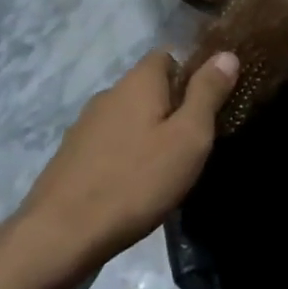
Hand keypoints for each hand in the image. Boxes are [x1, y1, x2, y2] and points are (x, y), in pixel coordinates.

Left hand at [18, 49, 237, 275]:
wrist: (60, 234)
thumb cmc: (136, 181)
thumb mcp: (188, 138)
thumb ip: (208, 94)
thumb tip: (226, 54)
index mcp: (138, 82)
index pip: (168, 56)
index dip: (192, 74)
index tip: (208, 106)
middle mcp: (109, 93)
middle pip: (148, 87)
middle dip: (172, 108)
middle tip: (192, 144)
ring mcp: (85, 124)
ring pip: (129, 117)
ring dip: (148, 133)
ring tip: (165, 169)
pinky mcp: (72, 155)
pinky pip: (110, 142)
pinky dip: (125, 155)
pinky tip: (132, 186)